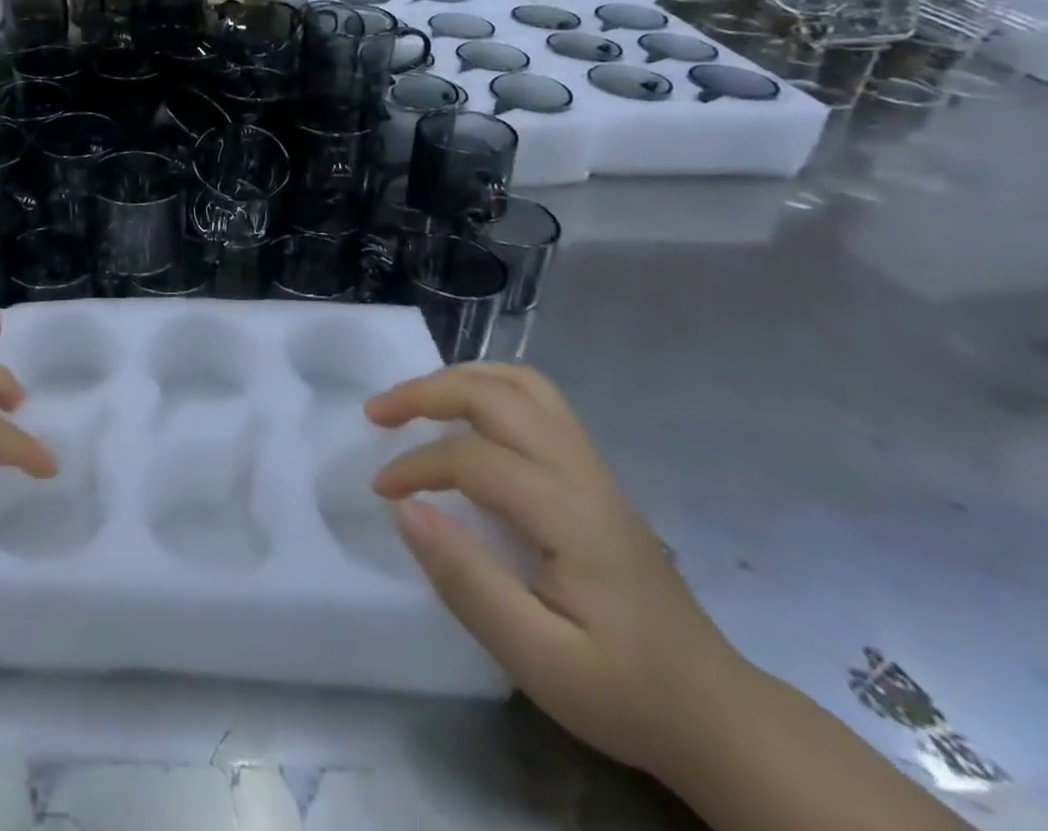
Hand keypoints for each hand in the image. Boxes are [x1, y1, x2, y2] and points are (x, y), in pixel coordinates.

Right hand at [366, 363, 749, 775]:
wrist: (717, 715)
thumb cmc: (623, 691)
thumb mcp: (538, 659)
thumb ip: (466, 581)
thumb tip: (403, 510)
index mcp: (571, 515)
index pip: (475, 460)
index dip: (416, 466)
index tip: (380, 492)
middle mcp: (583, 473)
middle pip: (497, 395)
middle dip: (427, 392)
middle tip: (378, 413)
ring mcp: (594, 467)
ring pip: (522, 385)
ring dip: (460, 380)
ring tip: (415, 401)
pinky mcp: (593, 474)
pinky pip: (536, 401)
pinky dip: (487, 390)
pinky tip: (464, 418)